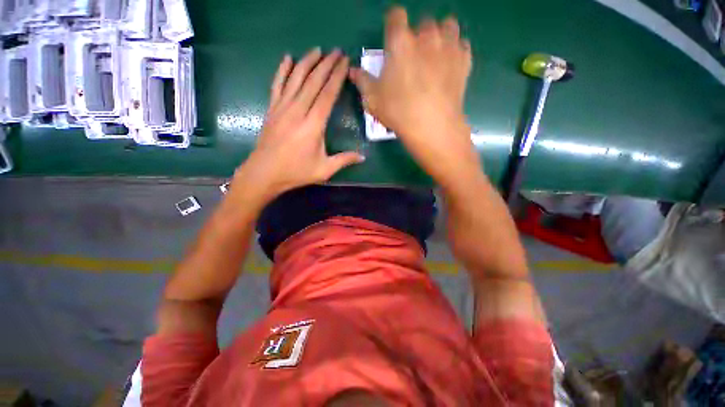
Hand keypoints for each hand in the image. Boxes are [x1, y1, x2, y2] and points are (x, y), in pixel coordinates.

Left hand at [232, 49, 364, 207]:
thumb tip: (363, 157)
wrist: (265, 173)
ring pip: (296, 78)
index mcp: (313, 125)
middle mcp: (298, 111)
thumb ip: (344, 160)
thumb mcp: (324, 170)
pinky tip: (287, 58)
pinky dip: (282, 70)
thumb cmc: (296, 172)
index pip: (327, 94)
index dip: (337, 77)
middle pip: (313, 81)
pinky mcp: (272, 109)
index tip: (345, 63)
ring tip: (318, 50)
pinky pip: (277, 84)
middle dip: (326, 64)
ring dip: (307, 62)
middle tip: (337, 51)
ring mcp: (282, 108)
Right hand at [349, 7, 477, 187]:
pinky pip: (462, 44)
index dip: (393, 24)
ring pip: (447, 26)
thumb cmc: (398, 112)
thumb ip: (363, 81)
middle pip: (423, 22)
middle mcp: (426, 36)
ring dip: (440, 36)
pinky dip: (455, 51)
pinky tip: (449, 66)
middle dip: (417, 35)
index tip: (393, 38)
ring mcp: (449, 46)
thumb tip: (353, 72)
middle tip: (413, 57)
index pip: (396, 15)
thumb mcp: (373, 100)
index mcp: (400, 42)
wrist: (432, 126)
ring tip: (434, 55)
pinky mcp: (464, 60)